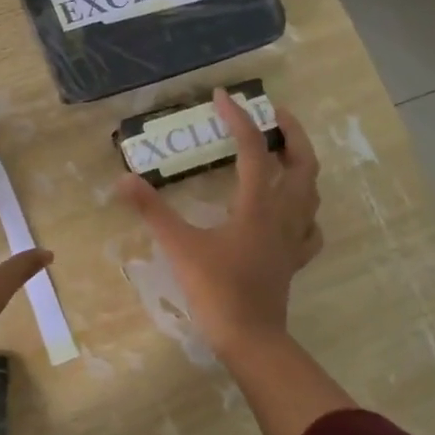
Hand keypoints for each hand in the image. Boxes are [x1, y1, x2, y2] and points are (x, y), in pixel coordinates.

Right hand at [117, 88, 322, 355]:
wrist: (249, 338)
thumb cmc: (216, 290)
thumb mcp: (179, 246)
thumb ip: (152, 210)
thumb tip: (123, 179)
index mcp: (258, 206)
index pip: (253, 151)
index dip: (239, 119)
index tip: (223, 96)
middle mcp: (283, 215)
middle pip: (302, 164)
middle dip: (292, 133)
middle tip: (275, 114)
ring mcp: (293, 239)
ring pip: (312, 193)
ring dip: (302, 165)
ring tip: (286, 152)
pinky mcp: (293, 261)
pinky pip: (310, 228)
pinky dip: (306, 211)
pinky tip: (295, 212)